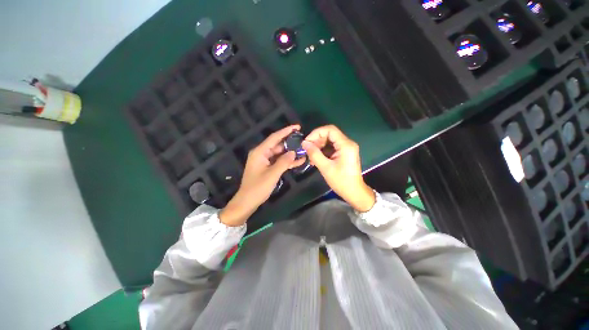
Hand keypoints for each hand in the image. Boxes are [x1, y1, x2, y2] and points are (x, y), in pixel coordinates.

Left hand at [219, 125, 305, 225]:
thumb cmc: (258, 188)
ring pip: (280, 154)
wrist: (247, 202)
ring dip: (290, 153)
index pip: (274, 137)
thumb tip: (293, 152)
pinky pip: (279, 161)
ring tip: (304, 150)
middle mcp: (262, 154)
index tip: (297, 126)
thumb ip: (284, 162)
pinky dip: (287, 161)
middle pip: (278, 145)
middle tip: (303, 140)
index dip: (286, 131)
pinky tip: (298, 161)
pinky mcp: (267, 167)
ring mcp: (265, 161)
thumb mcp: (272, 174)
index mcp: (260, 152)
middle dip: (290, 143)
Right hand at [302, 125, 374, 211]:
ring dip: (318, 146)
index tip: (307, 142)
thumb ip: (314, 154)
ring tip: (310, 155)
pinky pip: (331, 147)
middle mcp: (347, 143)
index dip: (316, 133)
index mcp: (346, 145)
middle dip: (316, 140)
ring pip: (329, 140)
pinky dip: (323, 151)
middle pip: (329, 134)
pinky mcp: (344, 153)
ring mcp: (346, 148)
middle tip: (307, 149)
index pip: (330, 130)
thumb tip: (304, 143)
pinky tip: (315, 158)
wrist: (354, 192)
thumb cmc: (341, 181)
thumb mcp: (325, 167)